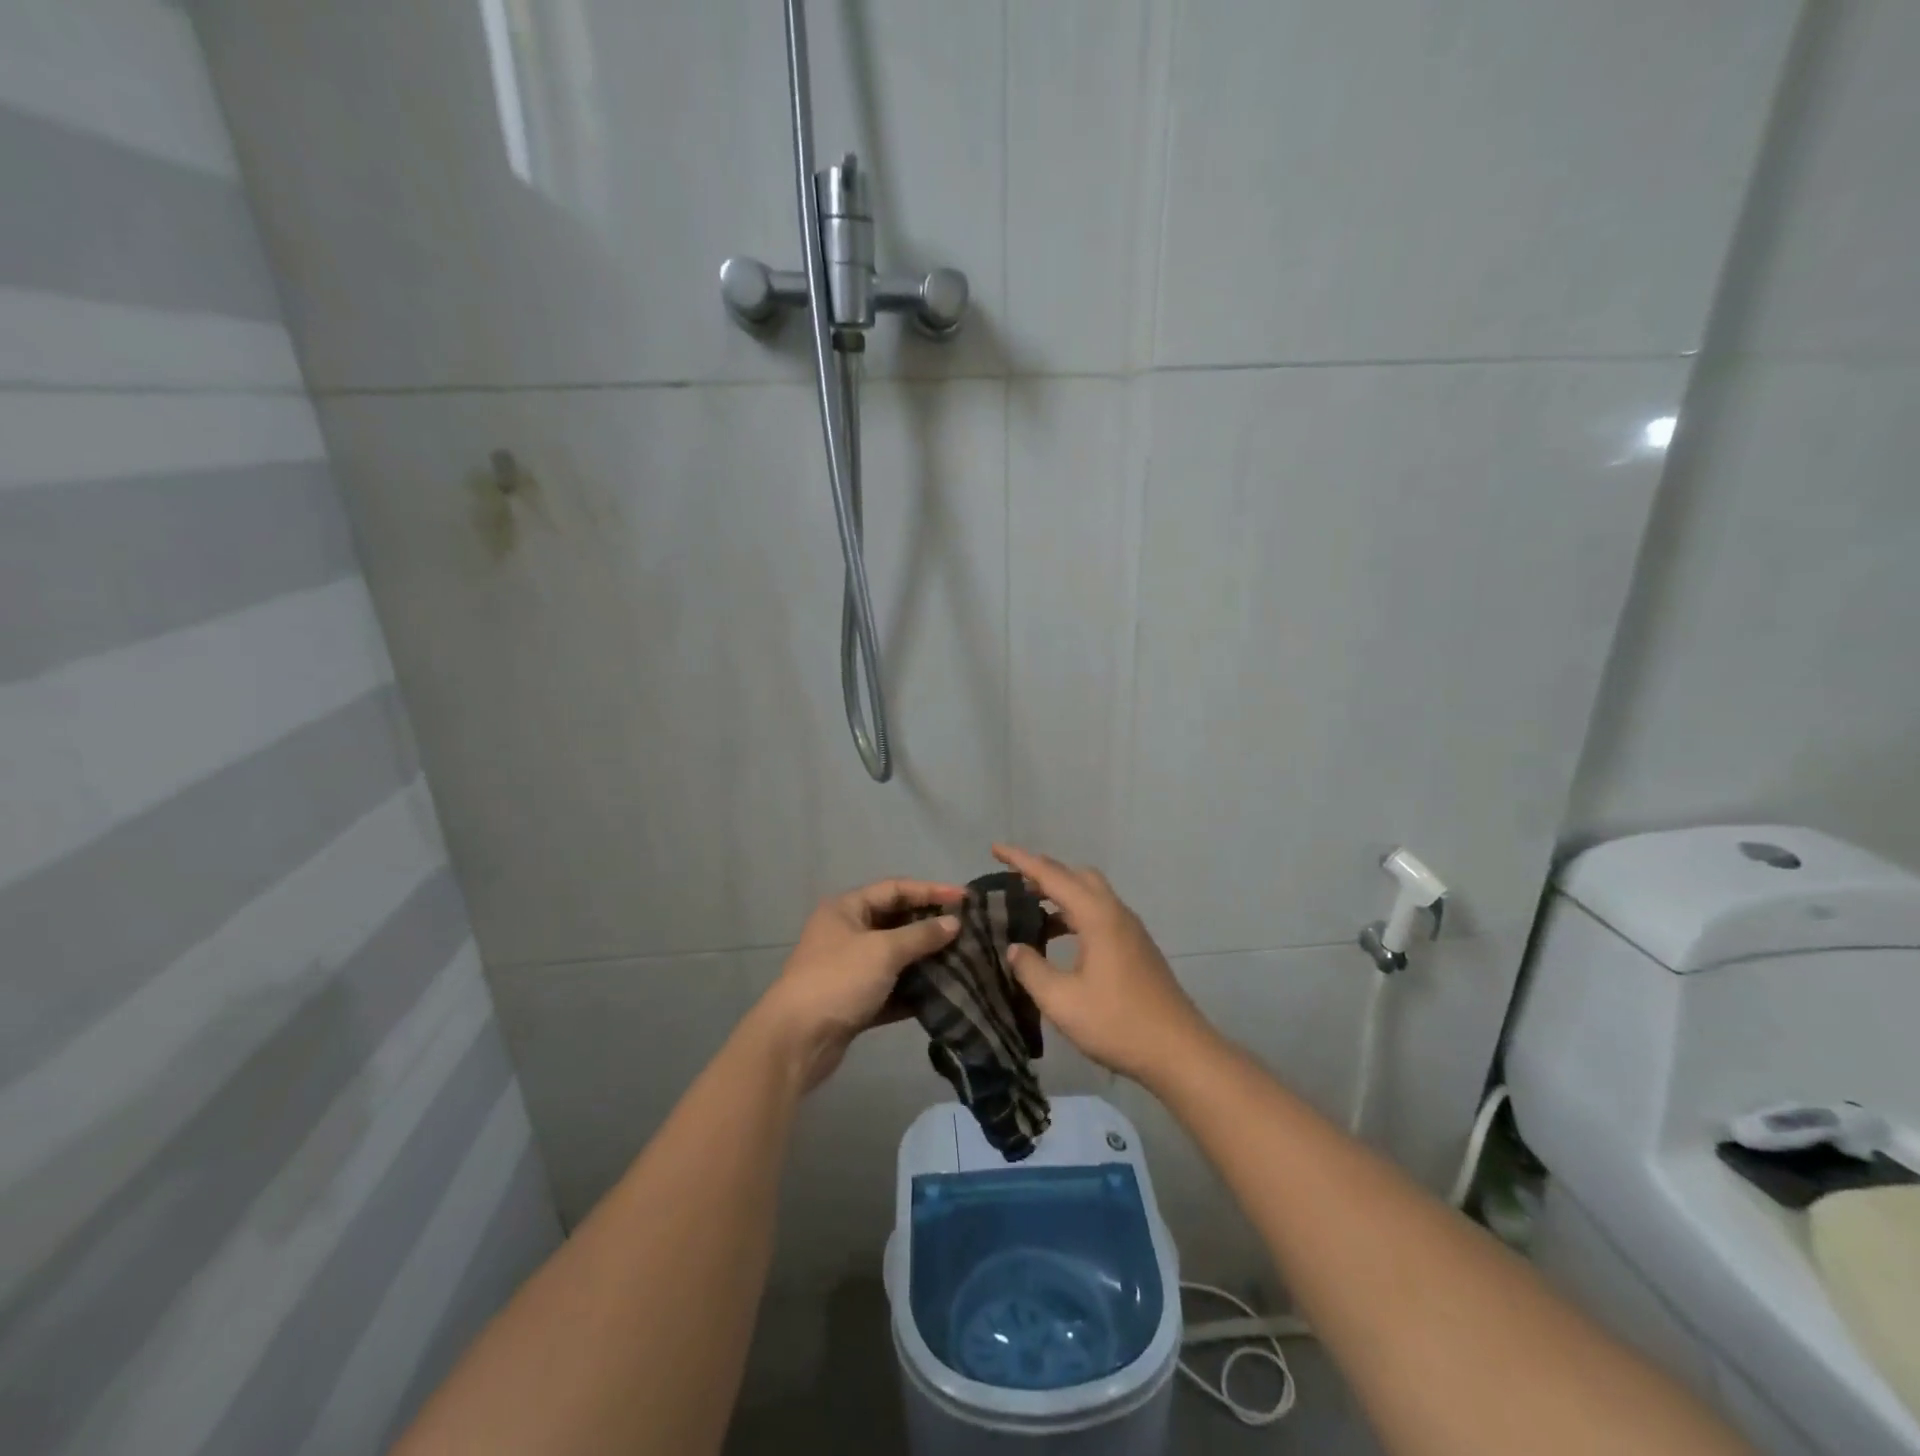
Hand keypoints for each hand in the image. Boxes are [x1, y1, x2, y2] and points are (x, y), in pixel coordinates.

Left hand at [754, 878, 963, 1091]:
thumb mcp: (883, 951)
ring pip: (895, 957)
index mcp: (846, 909)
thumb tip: (954, 923)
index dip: (931, 890)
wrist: (797, 1041)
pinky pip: (891, 988)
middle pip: (896, 921)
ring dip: (925, 959)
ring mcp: (849, 968)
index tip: (965, 898)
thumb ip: (921, 935)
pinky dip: (913, 989)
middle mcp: (846, 933)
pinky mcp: (855, 1001)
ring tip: (962, 960)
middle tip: (967, 930)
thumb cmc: (839, 980)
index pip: (895, 889)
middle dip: (930, 926)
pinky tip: (942, 992)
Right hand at [992, 844, 1215, 1086]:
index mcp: (1097, 916)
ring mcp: (1130, 930)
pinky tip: (1057, 939)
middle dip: (1043, 872)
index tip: (994, 849)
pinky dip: (1073, 913)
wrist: (1179, 1052)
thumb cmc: (1118, 1023)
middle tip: (1012, 880)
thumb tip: (1014, 948)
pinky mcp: (1136, 947)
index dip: (1021, 860)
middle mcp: (1115, 913)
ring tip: (1028, 909)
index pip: (1052, 876)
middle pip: (1076, 875)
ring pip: (1090, 894)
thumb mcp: (1062, 1001)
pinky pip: (1099, 913)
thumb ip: (1031, 969)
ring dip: (1060, 893)